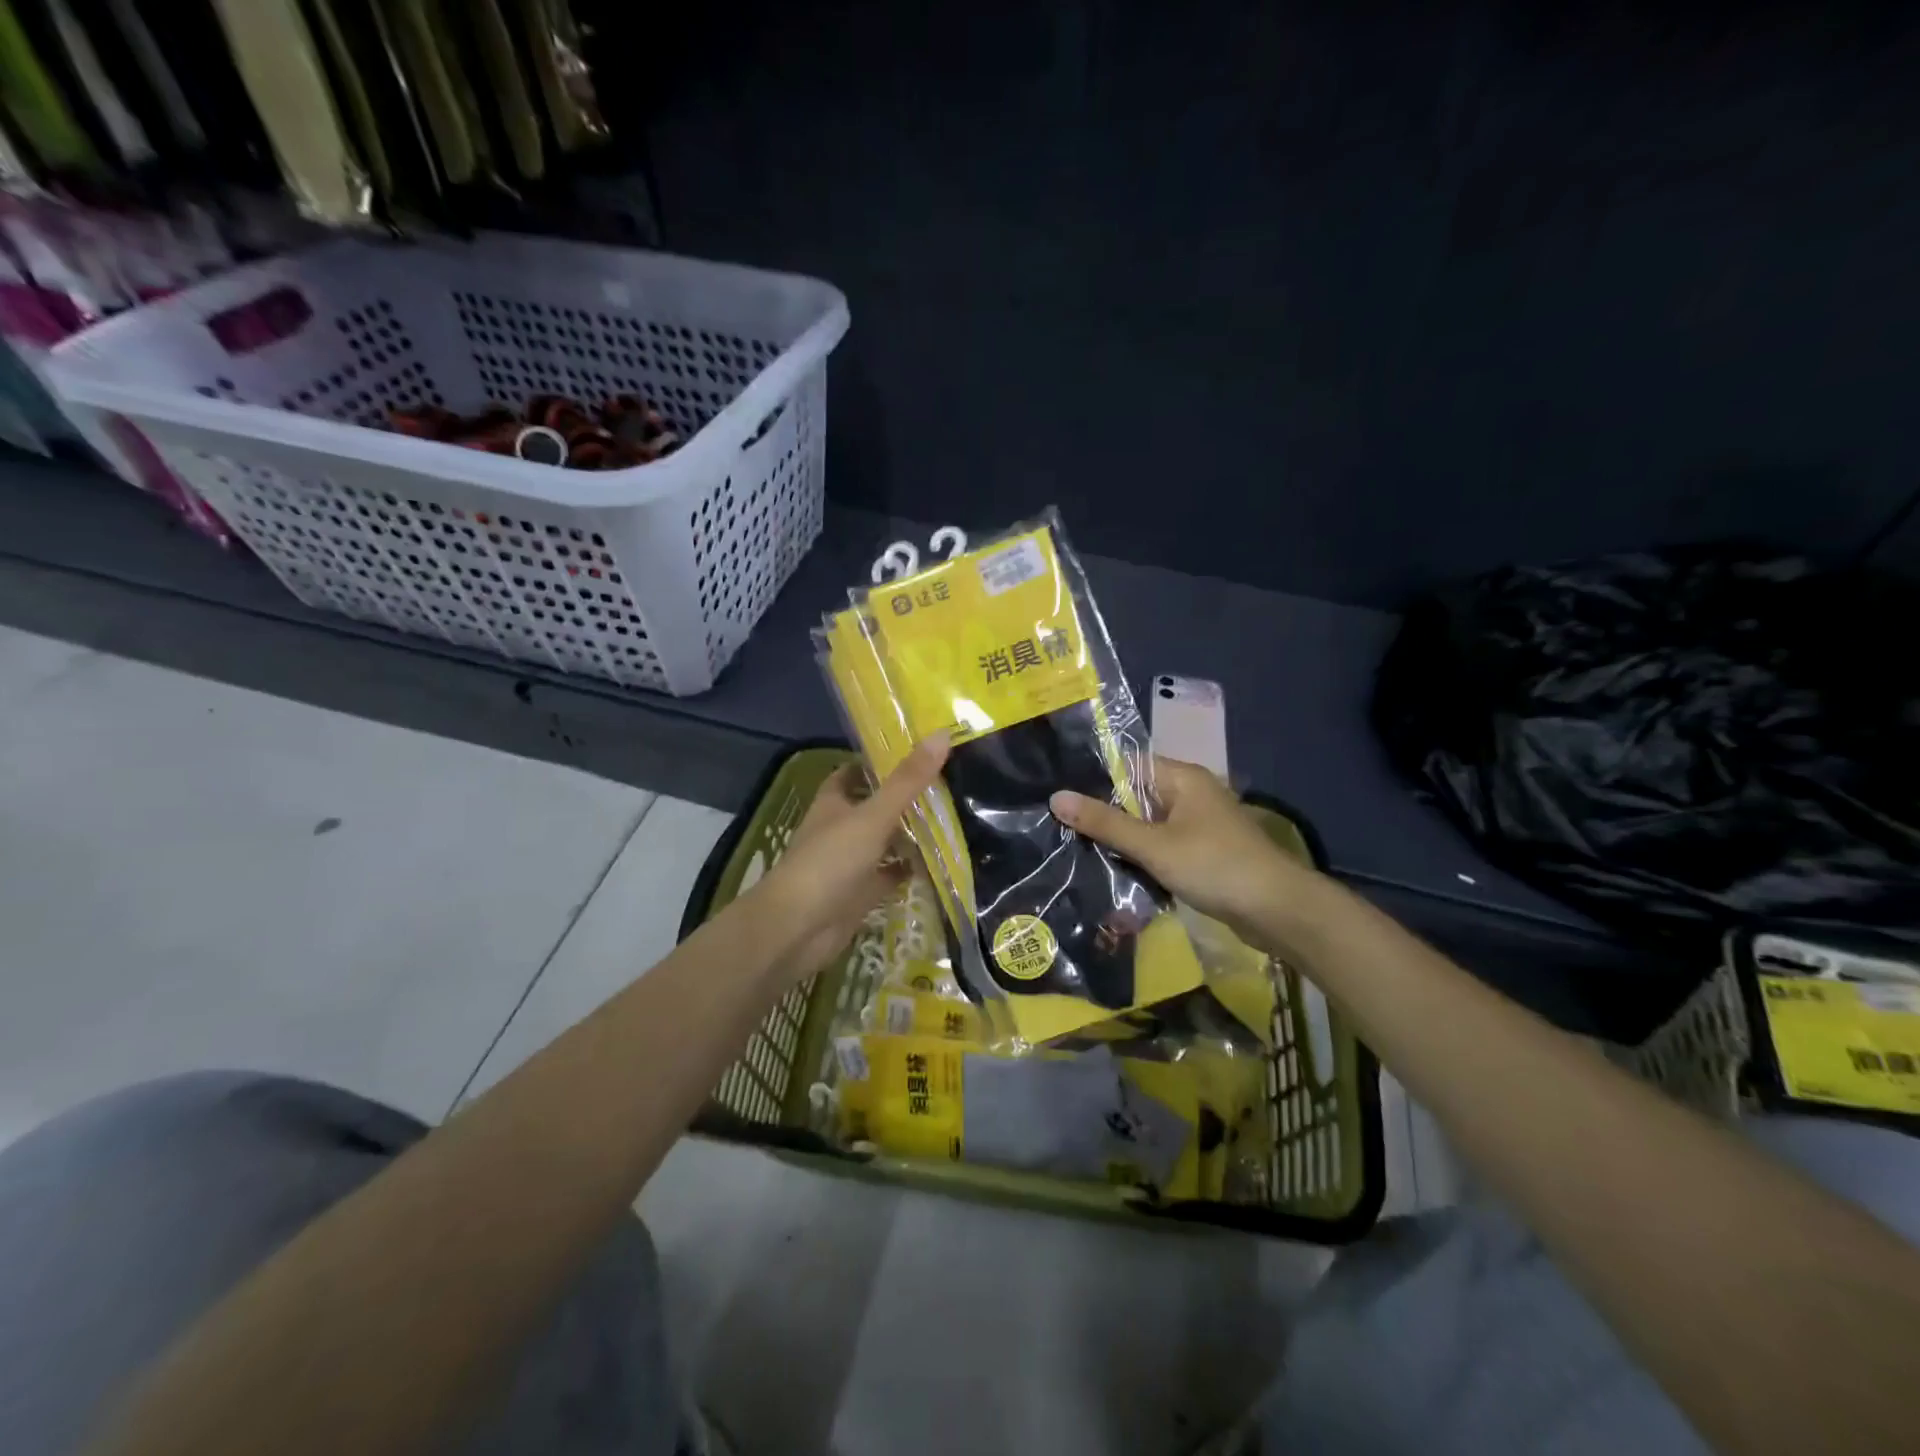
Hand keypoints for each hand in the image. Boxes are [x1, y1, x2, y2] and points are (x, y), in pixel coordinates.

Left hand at [753, 736, 950, 982]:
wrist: (799, 928)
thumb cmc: (830, 861)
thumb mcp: (873, 815)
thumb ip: (908, 780)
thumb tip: (942, 734)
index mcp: (833, 803)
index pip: (853, 772)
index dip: (878, 762)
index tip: (915, 752)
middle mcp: (839, 828)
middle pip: (873, 806)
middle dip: (903, 797)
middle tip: (946, 784)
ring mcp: (849, 863)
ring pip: (883, 841)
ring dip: (909, 834)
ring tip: (952, 818)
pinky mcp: (860, 893)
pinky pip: (889, 876)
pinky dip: (909, 870)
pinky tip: (939, 862)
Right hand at [1050, 756, 1321, 945]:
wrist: (1277, 910)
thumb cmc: (1214, 866)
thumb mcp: (1153, 845)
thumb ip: (1105, 823)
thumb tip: (1056, 797)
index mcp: (1182, 778)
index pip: (1128, 765)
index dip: (1094, 780)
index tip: (1059, 798)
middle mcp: (1191, 794)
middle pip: (1136, 796)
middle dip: (1104, 815)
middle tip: (1060, 828)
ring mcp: (1199, 825)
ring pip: (1148, 825)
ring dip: (1123, 840)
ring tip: (1078, 850)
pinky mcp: (1203, 853)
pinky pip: (1162, 846)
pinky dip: (1143, 857)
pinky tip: (1115, 871)